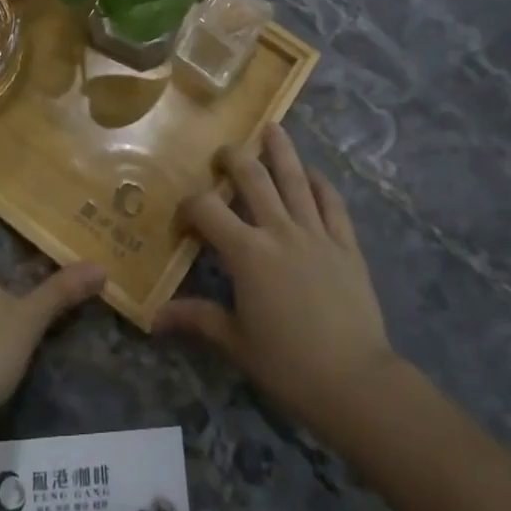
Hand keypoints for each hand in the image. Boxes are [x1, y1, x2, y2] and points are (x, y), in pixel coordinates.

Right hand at [156, 123, 397, 437]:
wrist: (355, 382)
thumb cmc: (288, 365)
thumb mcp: (236, 343)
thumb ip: (197, 319)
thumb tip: (154, 318)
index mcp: (247, 252)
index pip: (207, 209)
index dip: (189, 206)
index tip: (184, 219)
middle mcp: (279, 230)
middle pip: (253, 177)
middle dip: (233, 159)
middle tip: (223, 154)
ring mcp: (316, 233)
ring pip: (295, 178)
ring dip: (281, 150)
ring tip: (271, 128)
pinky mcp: (346, 244)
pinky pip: (333, 203)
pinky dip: (321, 184)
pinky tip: (312, 175)